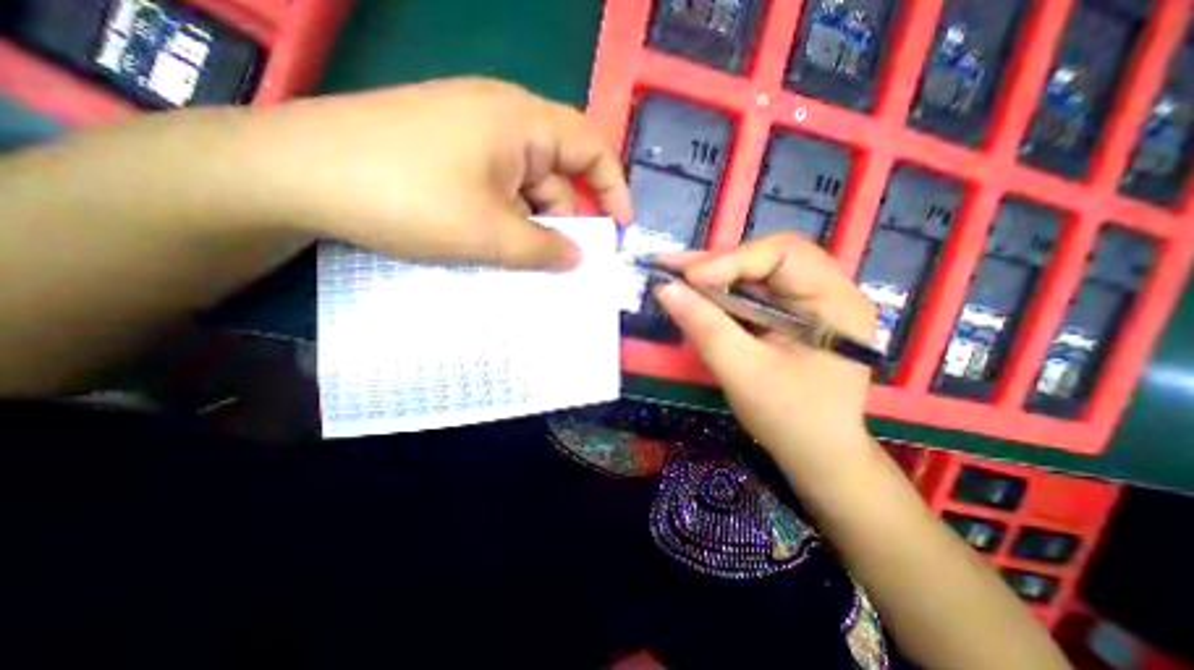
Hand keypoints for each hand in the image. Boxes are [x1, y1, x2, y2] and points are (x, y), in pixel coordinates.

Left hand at [239, 76, 634, 268]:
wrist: (296, 173)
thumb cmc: (408, 197)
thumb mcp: (490, 233)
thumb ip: (543, 249)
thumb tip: (578, 259)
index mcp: (521, 122)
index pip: (590, 147)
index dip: (612, 187)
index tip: (620, 227)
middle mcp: (501, 117)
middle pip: (555, 171)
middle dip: (564, 216)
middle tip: (563, 260)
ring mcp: (470, 133)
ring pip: (522, 184)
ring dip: (530, 223)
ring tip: (522, 261)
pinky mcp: (446, 150)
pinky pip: (495, 185)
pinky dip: (504, 216)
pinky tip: (493, 243)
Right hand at [651, 236, 874, 471]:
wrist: (816, 453)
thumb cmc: (788, 418)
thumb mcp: (742, 372)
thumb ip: (704, 327)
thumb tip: (664, 288)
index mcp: (836, 302)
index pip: (784, 255)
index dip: (731, 260)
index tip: (687, 277)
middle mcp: (829, 291)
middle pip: (769, 257)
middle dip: (718, 262)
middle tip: (672, 268)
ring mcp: (810, 301)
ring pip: (757, 271)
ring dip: (715, 274)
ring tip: (676, 276)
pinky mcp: (792, 314)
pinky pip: (753, 290)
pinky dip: (722, 291)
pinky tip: (696, 293)